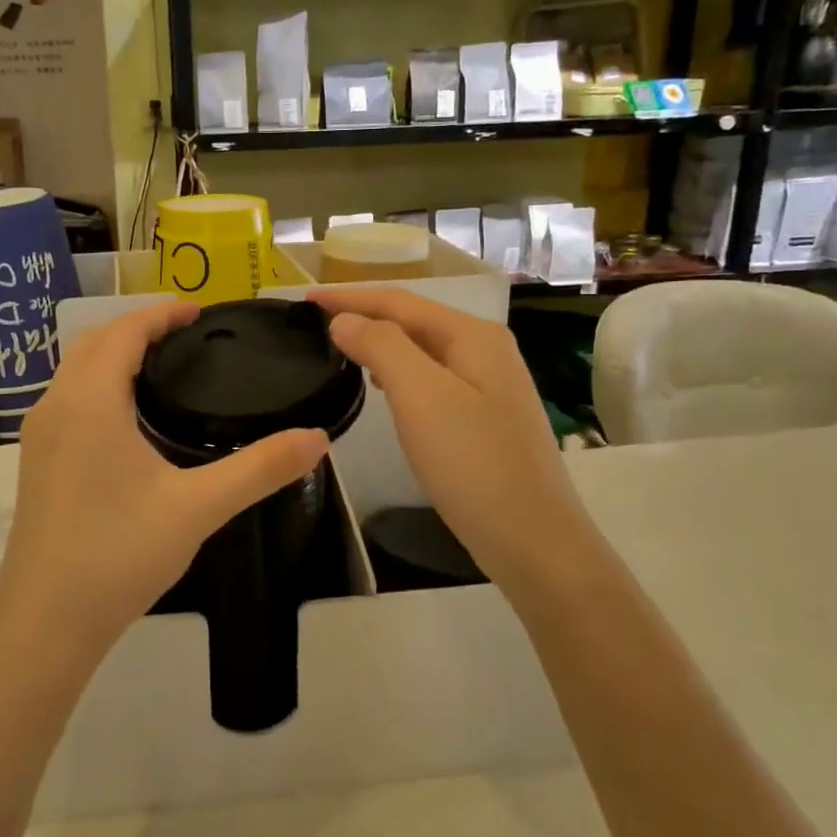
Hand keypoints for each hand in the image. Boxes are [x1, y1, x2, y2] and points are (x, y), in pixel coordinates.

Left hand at [0, 301, 329, 668]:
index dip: (161, 314)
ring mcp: (39, 435)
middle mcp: (56, 405)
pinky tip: (128, 418)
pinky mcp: (36, 462)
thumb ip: (260, 469)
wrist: (45, 623)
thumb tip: (318, 437)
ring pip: (75, 370)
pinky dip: (98, 383)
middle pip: (94, 342)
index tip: (200, 312)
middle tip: (187, 336)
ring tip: (163, 368)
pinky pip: (68, 398)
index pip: (124, 331)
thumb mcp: (198, 507)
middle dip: (138, 328)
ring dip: (114, 354)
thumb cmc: (119, 554)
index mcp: (90, 401)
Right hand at [306, 287, 580, 584]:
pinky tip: (382, 387)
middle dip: (364, 315)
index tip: (304, 299)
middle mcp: (485, 350)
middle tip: (315, 322)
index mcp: (473, 336)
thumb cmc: (473, 463)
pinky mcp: (484, 417)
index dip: (349, 296)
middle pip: (413, 320)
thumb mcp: (420, 396)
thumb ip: (381, 346)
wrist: (532, 540)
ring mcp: (489, 384)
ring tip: (339, 348)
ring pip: (421, 350)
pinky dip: (398, 373)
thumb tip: (344, 320)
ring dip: (379, 343)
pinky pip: (430, 378)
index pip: (399, 301)